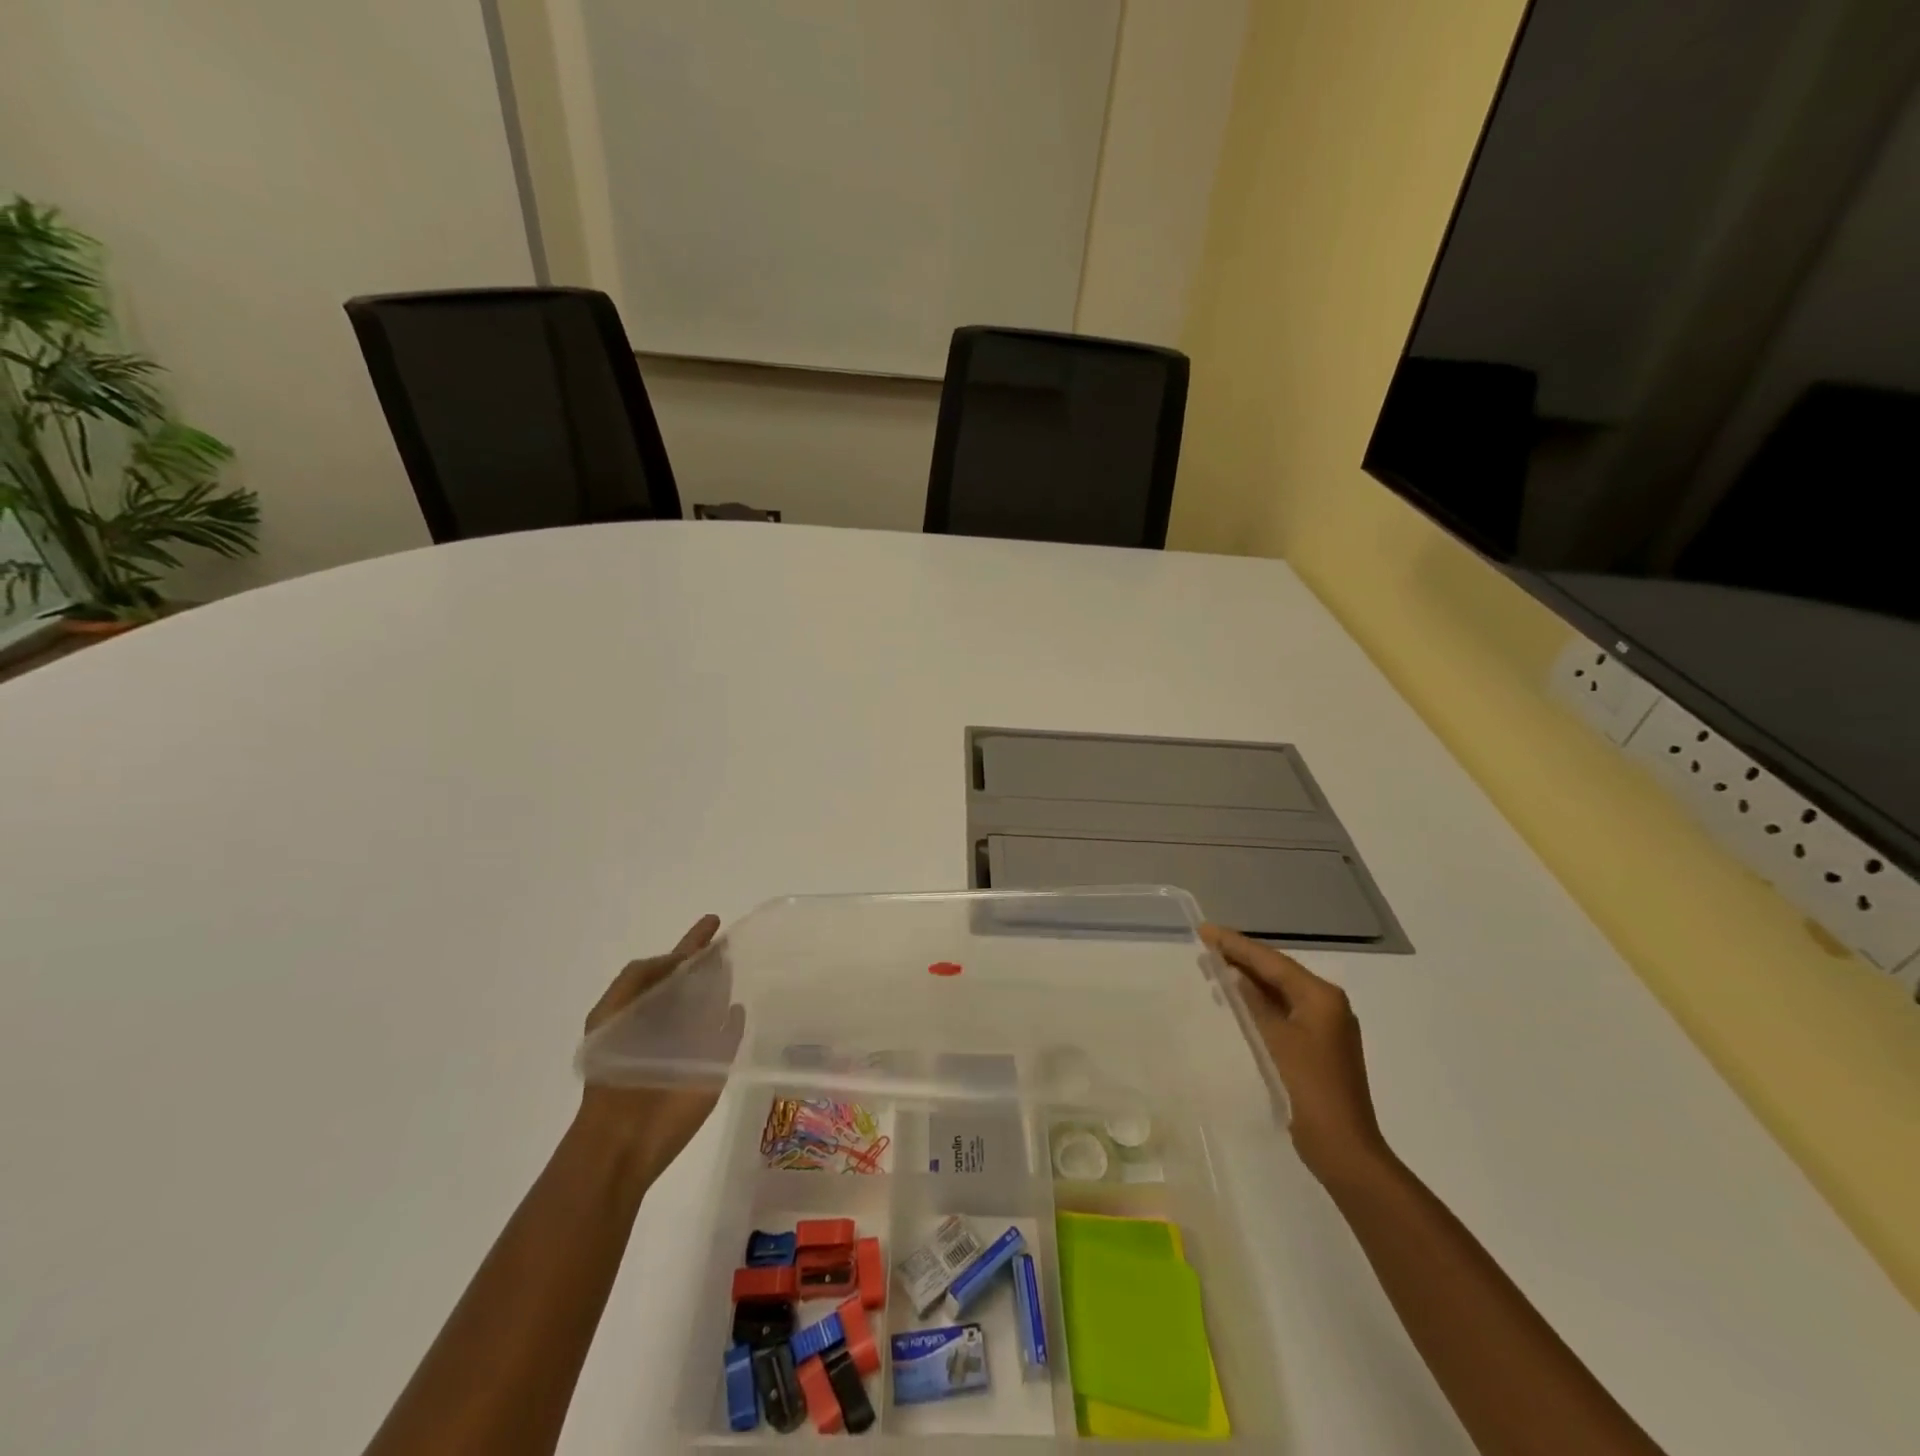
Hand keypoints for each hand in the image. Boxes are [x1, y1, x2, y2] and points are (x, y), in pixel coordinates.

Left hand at [577, 914, 744, 1185]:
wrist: (625, 1134)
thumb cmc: (615, 1068)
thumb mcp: (610, 1013)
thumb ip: (639, 978)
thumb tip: (679, 959)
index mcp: (644, 1008)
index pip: (672, 967)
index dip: (690, 944)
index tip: (712, 921)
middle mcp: (670, 1022)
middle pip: (695, 983)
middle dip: (709, 960)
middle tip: (729, 938)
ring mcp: (694, 1044)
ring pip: (714, 1005)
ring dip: (722, 985)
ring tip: (737, 961)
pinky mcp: (712, 1066)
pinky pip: (729, 1036)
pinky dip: (735, 1022)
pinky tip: (740, 1009)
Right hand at [1202, 924, 1388, 1182]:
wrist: (1344, 1149)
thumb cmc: (1308, 1089)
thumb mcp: (1274, 1040)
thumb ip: (1252, 1002)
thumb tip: (1234, 973)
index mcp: (1321, 996)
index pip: (1271, 961)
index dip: (1235, 945)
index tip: (1204, 930)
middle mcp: (1328, 1004)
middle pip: (1277, 972)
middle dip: (1241, 959)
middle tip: (1204, 945)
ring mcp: (1326, 1026)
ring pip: (1280, 991)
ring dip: (1248, 979)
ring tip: (1212, 966)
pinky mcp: (1319, 1045)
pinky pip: (1283, 1010)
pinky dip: (1259, 1002)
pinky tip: (1236, 1000)